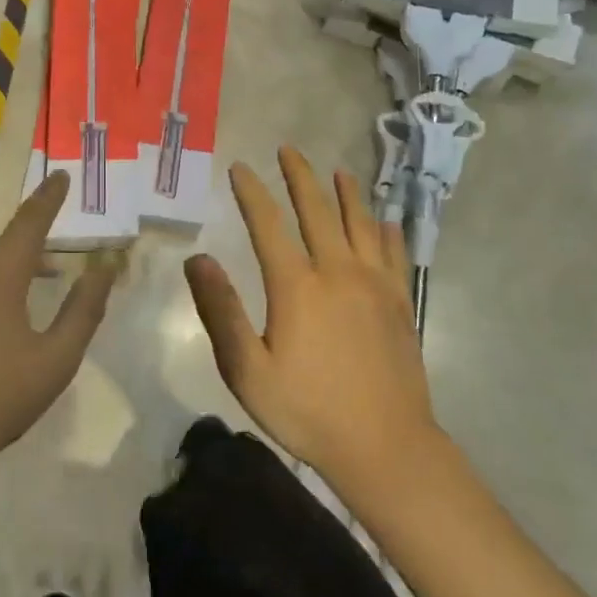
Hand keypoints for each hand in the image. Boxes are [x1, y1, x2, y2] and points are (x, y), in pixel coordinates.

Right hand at [186, 146, 440, 492]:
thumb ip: (220, 311)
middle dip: (300, 176)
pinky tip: (385, 219)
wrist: (386, 447)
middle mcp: (337, 271)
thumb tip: (196, 258)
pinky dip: (387, 229)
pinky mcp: (400, 302)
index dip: (252, 193)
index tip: (240, 167)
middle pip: (317, 210)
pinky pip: (394, 252)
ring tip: (340, 171)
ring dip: (348, 193)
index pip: (268, 224)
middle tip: (289, 149)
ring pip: (360, 223)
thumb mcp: (248, 371)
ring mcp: (374, 284)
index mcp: (297, 286)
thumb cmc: (308, 411)